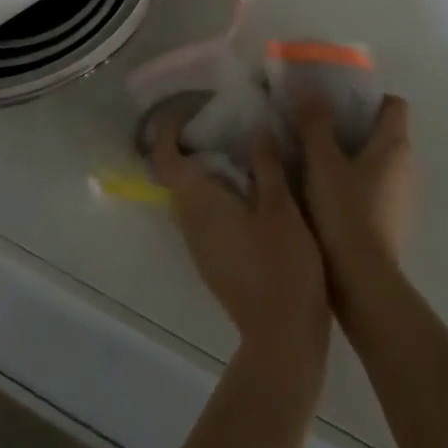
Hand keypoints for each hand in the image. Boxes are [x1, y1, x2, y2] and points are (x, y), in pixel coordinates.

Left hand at [152, 119, 329, 366]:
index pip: (165, 159)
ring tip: (241, 151)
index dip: (169, 131)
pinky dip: (216, 194)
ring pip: (191, 197)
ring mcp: (199, 246)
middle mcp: (190, 222)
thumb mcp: (281, 208)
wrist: (283, 337)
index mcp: (200, 203)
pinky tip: (250, 191)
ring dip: (206, 171)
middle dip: (191, 146)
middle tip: (224, 124)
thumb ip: (266, 165)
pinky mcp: (213, 261)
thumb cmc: (282, 265)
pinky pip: (204, 215)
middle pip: (175, 176)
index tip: (190, 110)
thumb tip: (256, 127)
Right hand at [298, 95, 413, 317]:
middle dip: (351, 124)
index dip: (367, 97)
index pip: (393, 104)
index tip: (336, 99)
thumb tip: (308, 88)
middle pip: (382, 131)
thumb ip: (314, 123)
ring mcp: (400, 195)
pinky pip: (371, 185)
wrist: (361, 280)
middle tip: (315, 122)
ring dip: (349, 153)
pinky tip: (321, 188)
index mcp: (395, 145)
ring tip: (312, 154)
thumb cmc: (344, 211)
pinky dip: (352, 180)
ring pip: (375, 160)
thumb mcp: (321, 162)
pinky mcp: (389, 219)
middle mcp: (406, 166)